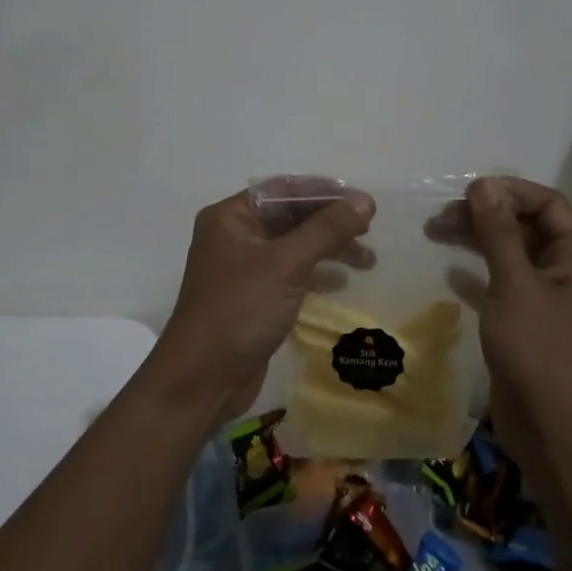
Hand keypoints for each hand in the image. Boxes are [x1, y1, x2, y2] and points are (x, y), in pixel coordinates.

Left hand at [152, 184, 375, 422]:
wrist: (203, 380)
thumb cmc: (239, 310)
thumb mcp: (285, 264)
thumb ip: (326, 229)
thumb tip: (365, 200)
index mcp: (231, 217)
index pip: (283, 190)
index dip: (324, 192)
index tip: (363, 201)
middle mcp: (235, 235)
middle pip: (290, 216)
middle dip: (330, 222)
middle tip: (369, 231)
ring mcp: (244, 268)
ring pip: (294, 245)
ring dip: (329, 248)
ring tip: (367, 260)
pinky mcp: (255, 296)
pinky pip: (291, 273)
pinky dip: (317, 272)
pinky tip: (343, 281)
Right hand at [458, 176, 571, 460]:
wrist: (557, 434)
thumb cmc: (541, 352)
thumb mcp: (516, 285)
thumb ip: (498, 232)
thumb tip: (484, 184)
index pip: (548, 203)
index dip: (508, 191)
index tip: (464, 192)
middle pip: (528, 226)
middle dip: (486, 215)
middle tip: (440, 215)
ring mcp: (552, 300)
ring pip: (514, 254)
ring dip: (478, 241)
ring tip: (436, 232)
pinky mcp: (531, 324)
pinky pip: (506, 284)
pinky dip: (480, 273)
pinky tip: (451, 271)